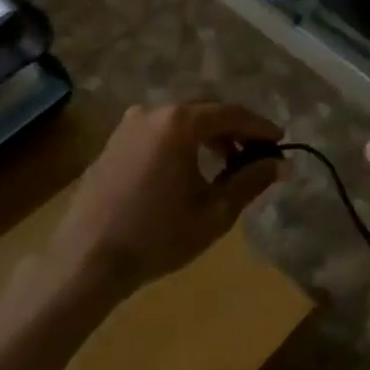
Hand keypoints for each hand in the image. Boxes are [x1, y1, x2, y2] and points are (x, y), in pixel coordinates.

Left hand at [51, 101, 286, 296]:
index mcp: (180, 122)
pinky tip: (186, 170)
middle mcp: (153, 112)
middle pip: (204, 110)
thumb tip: (282, 164)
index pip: (232, 113)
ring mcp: (128, 125)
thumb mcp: (215, 212)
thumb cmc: (158, 236)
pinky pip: (156, 132)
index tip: (280, 141)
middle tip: (254, 154)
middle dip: (233, 129)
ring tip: (224, 164)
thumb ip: (251, 181)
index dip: (260, 127)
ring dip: (206, 135)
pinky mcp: (112, 143)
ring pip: (179, 120)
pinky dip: (179, 142)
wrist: (87, 259)